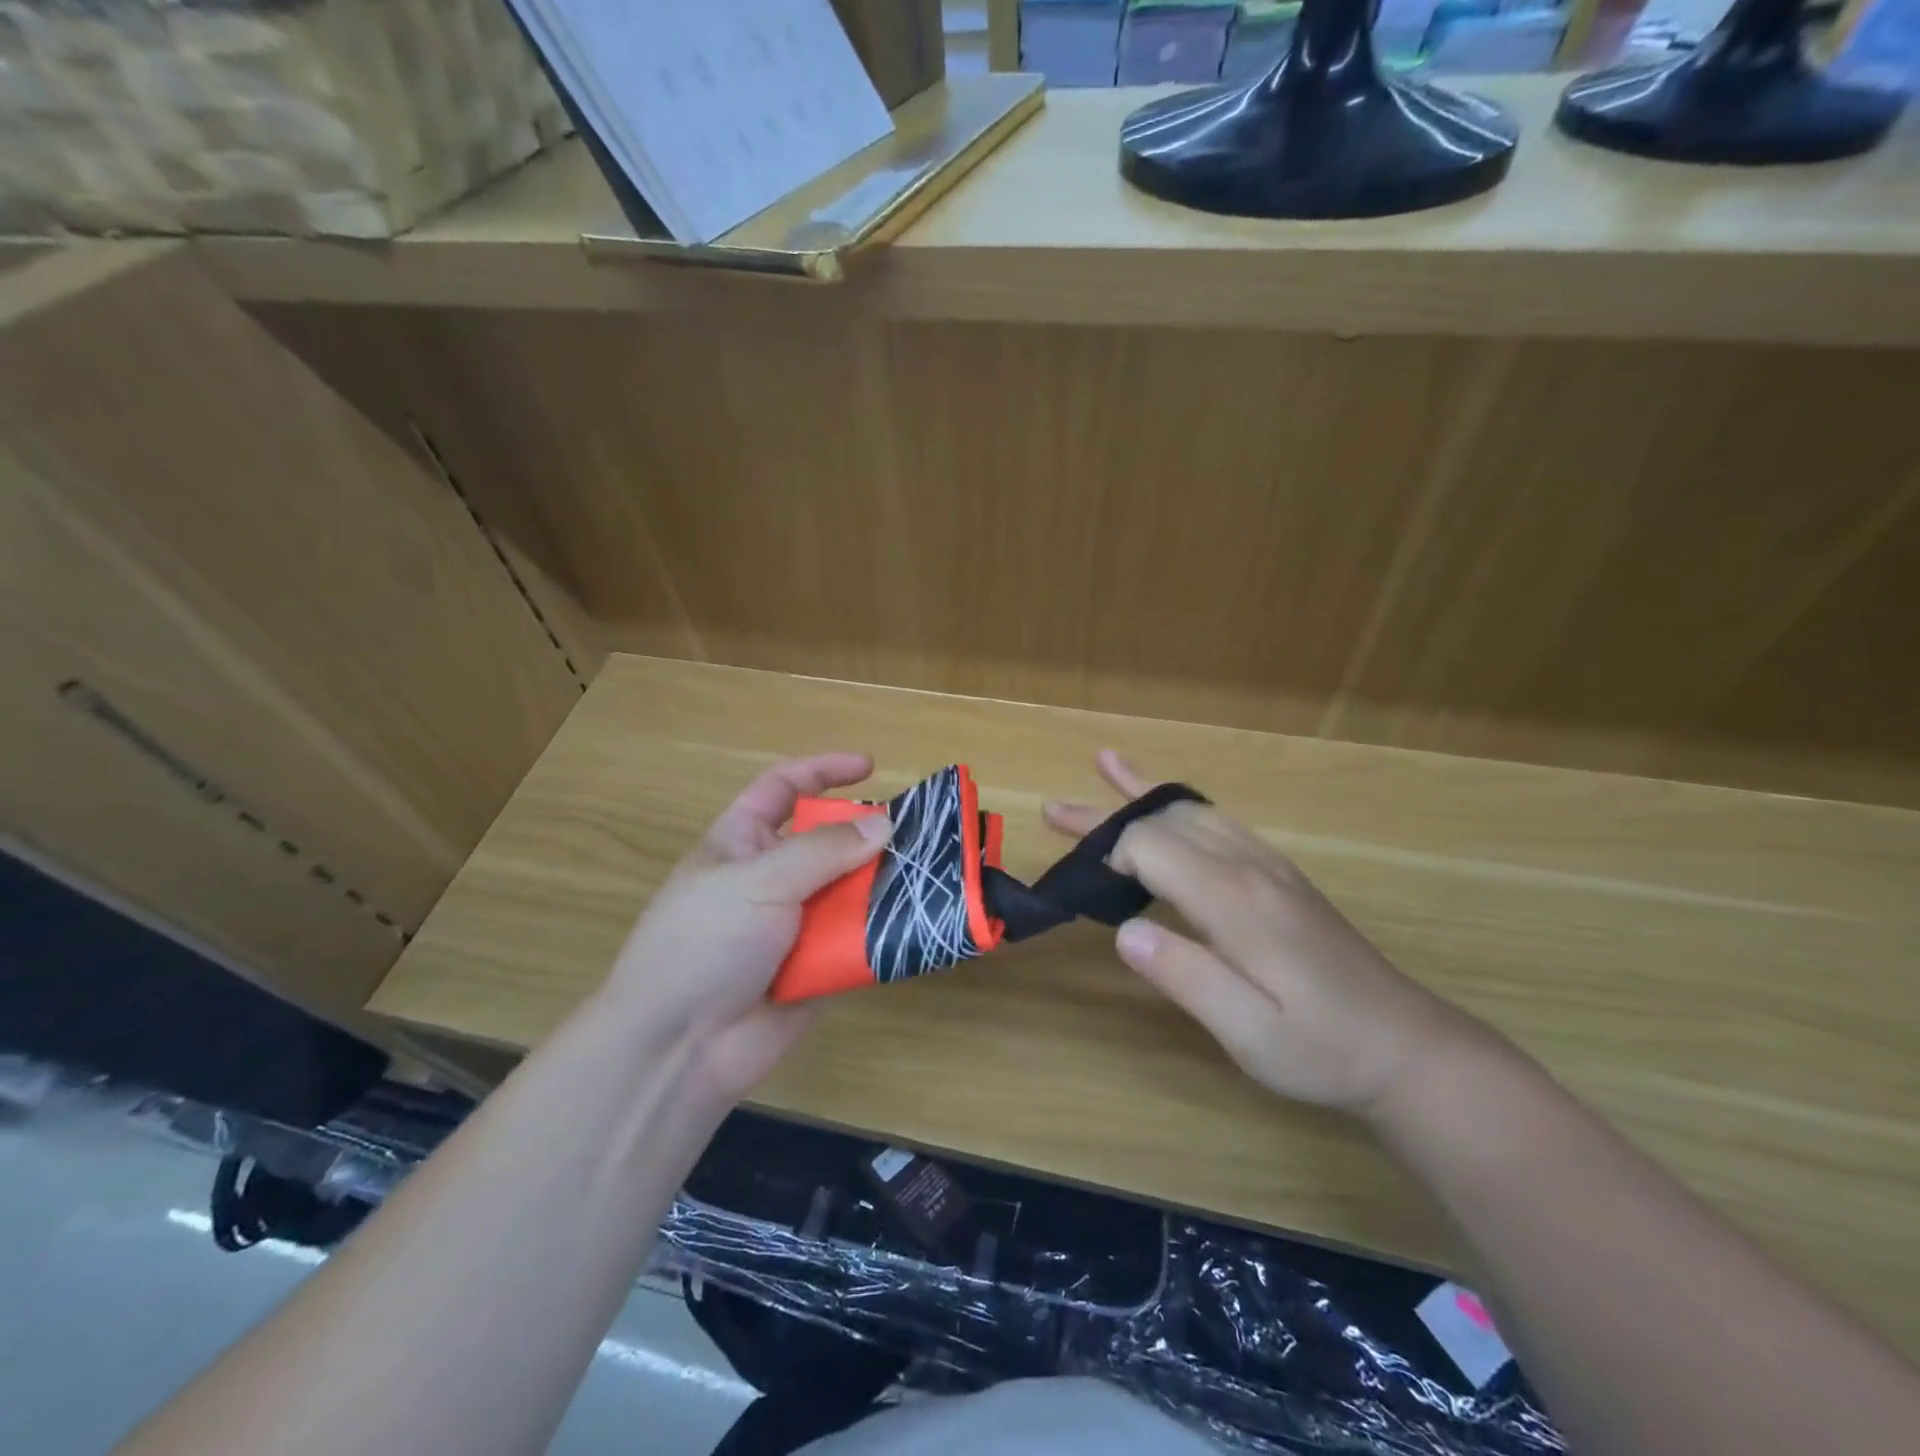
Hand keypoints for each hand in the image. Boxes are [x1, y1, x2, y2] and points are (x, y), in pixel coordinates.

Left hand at [599, 753, 890, 1102]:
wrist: (679, 1047)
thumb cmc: (706, 942)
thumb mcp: (760, 880)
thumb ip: (825, 849)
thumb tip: (885, 824)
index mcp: (742, 842)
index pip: (784, 789)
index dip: (823, 771)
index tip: (871, 767)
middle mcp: (772, 877)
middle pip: (830, 841)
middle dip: (871, 836)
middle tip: (921, 834)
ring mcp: (795, 923)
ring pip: (851, 890)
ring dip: (885, 885)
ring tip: (933, 876)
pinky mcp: (817, 966)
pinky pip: (859, 939)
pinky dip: (885, 932)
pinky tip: (920, 923)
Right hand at [1045, 750, 1490, 1121]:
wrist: (1409, 1050)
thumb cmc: (1322, 1048)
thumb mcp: (1248, 1033)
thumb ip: (1184, 976)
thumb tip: (1123, 934)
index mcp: (1235, 899)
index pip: (1151, 846)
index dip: (1107, 855)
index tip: (1082, 886)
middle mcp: (1249, 867)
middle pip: (1165, 819)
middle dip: (1106, 813)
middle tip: (1052, 810)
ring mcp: (1270, 866)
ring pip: (1196, 810)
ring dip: (1144, 793)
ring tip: (1106, 765)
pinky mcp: (1281, 877)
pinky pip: (1222, 821)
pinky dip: (1183, 805)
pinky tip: (1171, 808)